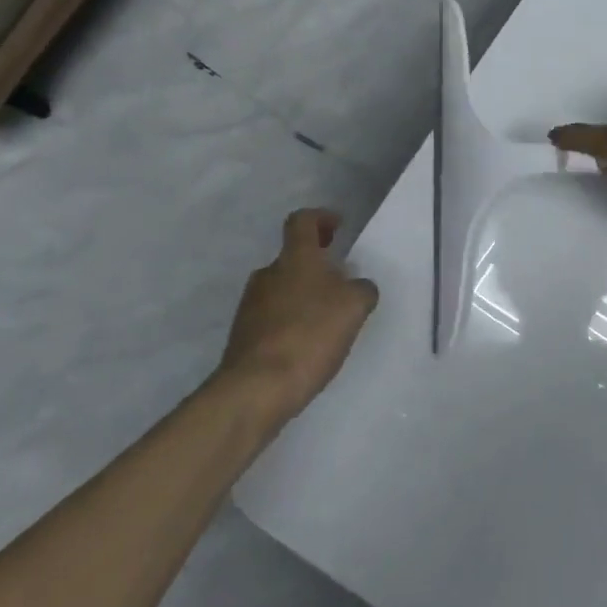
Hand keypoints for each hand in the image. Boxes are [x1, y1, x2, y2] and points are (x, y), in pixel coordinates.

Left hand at [217, 209, 379, 417]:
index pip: (302, 221)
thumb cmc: (310, 334)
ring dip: (305, 294)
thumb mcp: (354, 306)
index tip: (338, 226)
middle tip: (342, 279)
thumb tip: (358, 287)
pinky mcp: (245, 336)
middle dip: (317, 264)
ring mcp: (251, 306)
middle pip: (292, 257)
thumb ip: (362, 289)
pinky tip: (309, 343)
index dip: (321, 218)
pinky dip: (293, 321)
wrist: (257, 387)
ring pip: (283, 288)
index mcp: (295, 259)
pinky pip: (274, 317)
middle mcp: (268, 275)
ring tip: (329, 317)